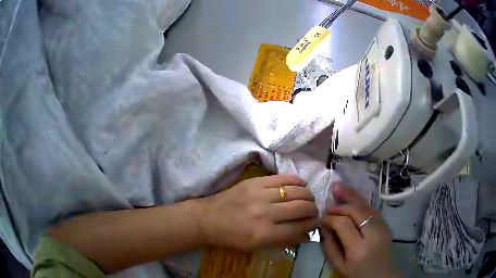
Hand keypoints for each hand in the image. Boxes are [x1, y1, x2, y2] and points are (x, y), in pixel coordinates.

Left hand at [198, 175, 318, 250]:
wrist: (208, 219)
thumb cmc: (231, 238)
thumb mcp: (257, 247)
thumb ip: (283, 241)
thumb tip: (307, 234)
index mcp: (264, 234)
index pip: (299, 228)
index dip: (312, 225)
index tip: (315, 222)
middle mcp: (265, 213)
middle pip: (301, 208)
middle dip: (313, 210)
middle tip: (314, 211)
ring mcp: (260, 194)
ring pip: (296, 191)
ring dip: (308, 195)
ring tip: (309, 198)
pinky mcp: (255, 181)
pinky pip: (283, 178)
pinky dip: (296, 181)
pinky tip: (300, 185)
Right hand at [320, 184, 399, 277]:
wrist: (382, 276)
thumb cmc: (358, 275)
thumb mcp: (339, 266)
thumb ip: (330, 246)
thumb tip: (324, 226)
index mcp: (358, 249)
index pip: (344, 224)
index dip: (331, 218)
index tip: (322, 217)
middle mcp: (373, 235)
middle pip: (357, 211)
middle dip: (341, 204)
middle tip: (328, 201)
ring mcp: (382, 228)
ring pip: (367, 206)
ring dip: (352, 196)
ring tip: (338, 186)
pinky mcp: (386, 225)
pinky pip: (372, 209)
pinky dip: (361, 202)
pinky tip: (353, 197)